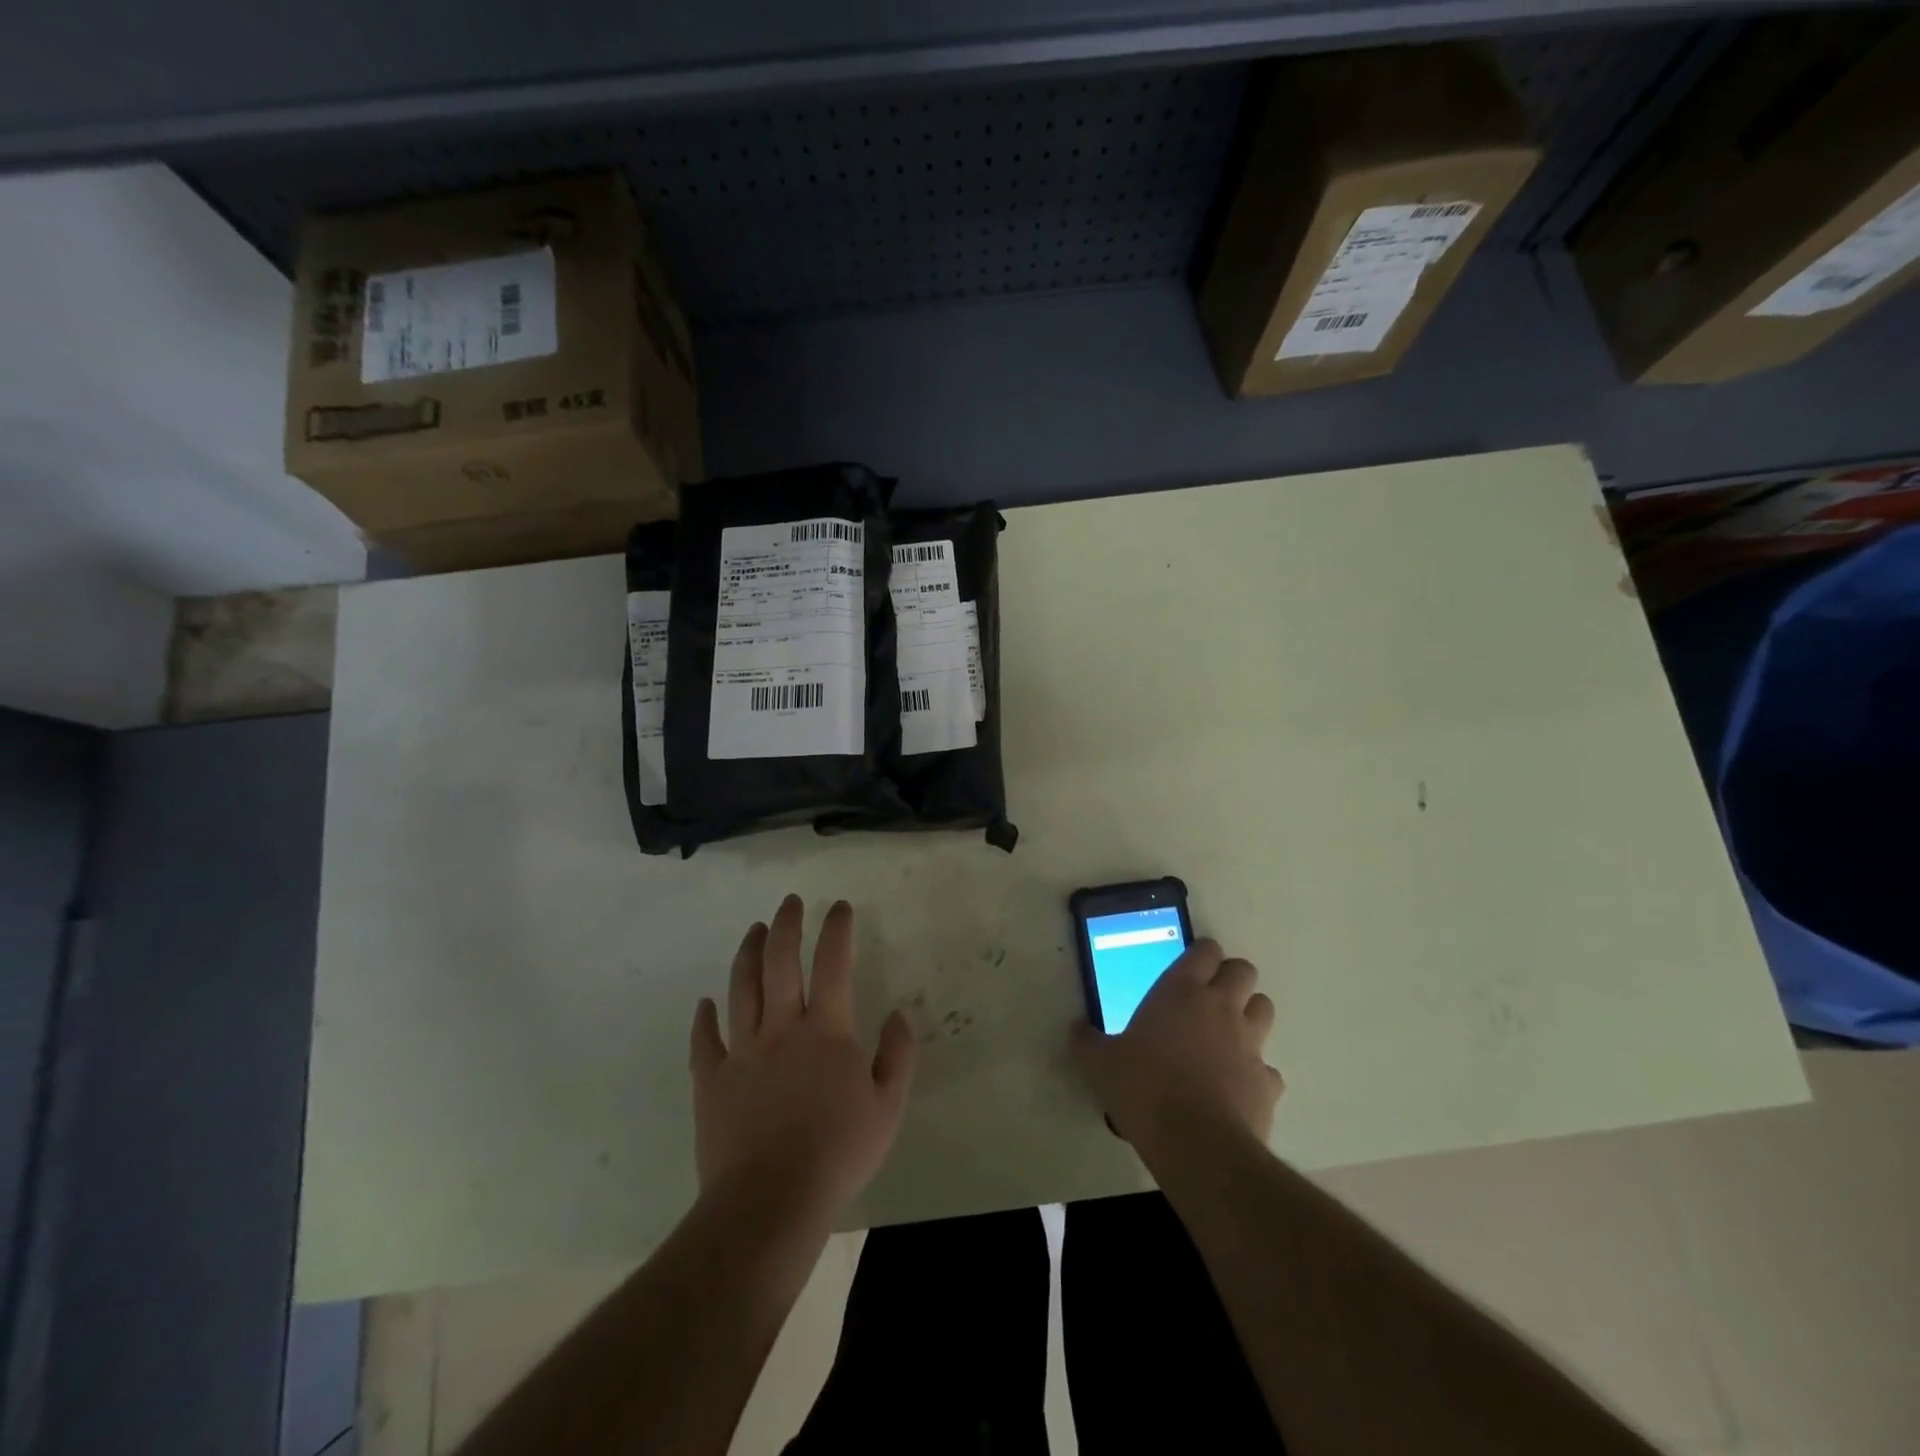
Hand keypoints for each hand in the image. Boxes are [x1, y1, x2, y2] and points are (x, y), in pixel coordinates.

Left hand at [690, 895, 916, 1225]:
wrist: (770, 1201)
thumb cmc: (837, 1153)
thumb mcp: (887, 1107)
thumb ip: (897, 1056)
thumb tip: (900, 1013)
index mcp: (826, 1031)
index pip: (833, 964)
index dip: (836, 930)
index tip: (838, 906)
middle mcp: (781, 1028)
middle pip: (780, 963)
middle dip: (786, 926)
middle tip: (789, 902)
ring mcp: (742, 1052)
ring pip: (741, 989)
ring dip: (748, 954)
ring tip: (753, 930)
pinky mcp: (711, 1081)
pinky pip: (704, 1041)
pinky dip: (704, 1018)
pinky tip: (705, 1003)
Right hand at [1071, 939, 1283, 1157]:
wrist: (1196, 1144)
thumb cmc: (1144, 1088)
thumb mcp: (1100, 1063)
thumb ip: (1087, 1041)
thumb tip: (1076, 1028)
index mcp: (1181, 991)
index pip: (1205, 950)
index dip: (1201, 954)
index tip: (1189, 967)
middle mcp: (1221, 1007)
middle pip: (1243, 971)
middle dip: (1231, 978)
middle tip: (1208, 997)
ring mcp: (1250, 1044)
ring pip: (1264, 1008)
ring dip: (1249, 1015)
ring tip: (1226, 1034)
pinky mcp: (1267, 1082)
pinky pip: (1268, 1067)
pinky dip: (1256, 1072)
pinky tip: (1236, 1086)